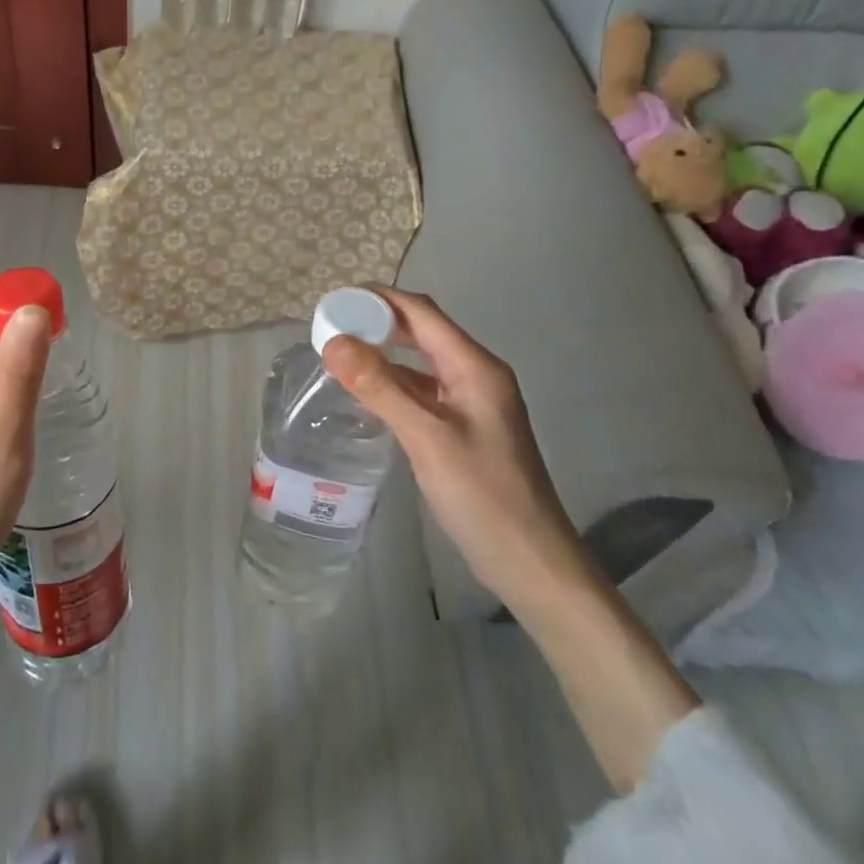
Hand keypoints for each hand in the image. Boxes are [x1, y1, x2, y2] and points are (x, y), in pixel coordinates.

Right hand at [322, 288, 588, 612]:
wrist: (532, 563)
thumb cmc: (483, 496)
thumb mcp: (427, 438)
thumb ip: (380, 388)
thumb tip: (333, 342)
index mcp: (474, 367)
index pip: (421, 312)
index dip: (378, 299)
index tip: (334, 302)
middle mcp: (475, 375)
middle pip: (422, 331)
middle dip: (378, 322)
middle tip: (331, 327)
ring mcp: (472, 402)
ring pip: (421, 362)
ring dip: (384, 353)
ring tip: (340, 355)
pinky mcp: (464, 428)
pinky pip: (423, 391)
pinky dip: (393, 384)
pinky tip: (367, 394)